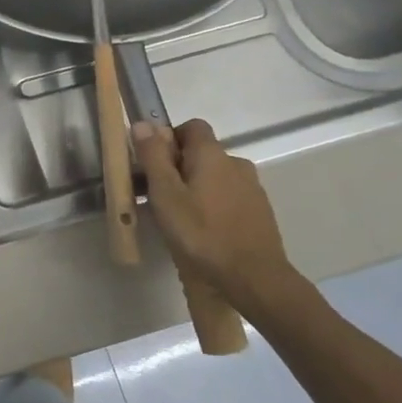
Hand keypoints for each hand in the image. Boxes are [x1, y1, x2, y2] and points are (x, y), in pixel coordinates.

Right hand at [132, 118, 301, 314]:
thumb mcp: (165, 195)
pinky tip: (203, 232)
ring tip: (179, 219)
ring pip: (215, 178)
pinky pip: (229, 198)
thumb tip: (142, 123)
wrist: (253, 279)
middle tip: (159, 197)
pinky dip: (213, 206)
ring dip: (196, 189)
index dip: (169, 139)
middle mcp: (236, 163)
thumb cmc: (201, 234)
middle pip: (202, 154)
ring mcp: (252, 189)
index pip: (191, 127)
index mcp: (212, 154)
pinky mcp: (259, 213)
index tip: (153, 165)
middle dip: (178, 168)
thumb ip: (153, 157)